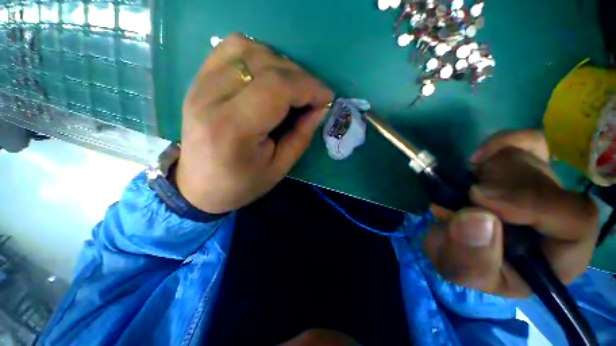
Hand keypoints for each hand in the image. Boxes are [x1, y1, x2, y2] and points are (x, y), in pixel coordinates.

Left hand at [176, 34, 332, 212]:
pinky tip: (267, 76)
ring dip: (280, 64)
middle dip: (300, 77)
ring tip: (291, 88)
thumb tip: (320, 107)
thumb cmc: (241, 183)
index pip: (276, 88)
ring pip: (248, 49)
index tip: (326, 98)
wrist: (199, 185)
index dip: (308, 87)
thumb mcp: (279, 167)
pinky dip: (258, 55)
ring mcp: (200, 84)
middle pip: (265, 64)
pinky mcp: (198, 80)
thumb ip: (301, 135)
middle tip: (312, 97)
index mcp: (233, 128)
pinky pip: (231, 49)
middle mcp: (211, 97)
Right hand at [423, 130, 597, 296]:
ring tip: (461, 193)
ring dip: (485, 173)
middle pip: (545, 181)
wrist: (454, 243)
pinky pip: (527, 141)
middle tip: (462, 198)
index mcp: (559, 255)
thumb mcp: (461, 271)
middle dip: (495, 186)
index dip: (532, 203)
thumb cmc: (464, 264)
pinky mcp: (525, 169)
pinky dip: (501, 142)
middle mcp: (559, 218)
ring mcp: (543, 189)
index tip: (478, 197)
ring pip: (527, 159)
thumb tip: (477, 217)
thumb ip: (470, 258)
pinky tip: (478, 158)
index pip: (575, 220)